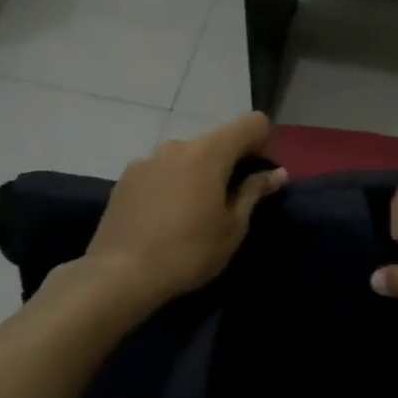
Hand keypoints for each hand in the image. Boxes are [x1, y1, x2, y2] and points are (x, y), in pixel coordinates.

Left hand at [84, 112, 287, 303]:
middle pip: (217, 141)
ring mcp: (147, 159)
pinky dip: (171, 184)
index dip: (264, 142)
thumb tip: (277, 172)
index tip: (258, 175)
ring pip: (186, 157)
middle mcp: (178, 145)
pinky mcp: (125, 178)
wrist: (119, 275)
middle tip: (229, 203)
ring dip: (197, 175)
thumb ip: (254, 192)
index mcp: (209, 152)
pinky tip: (163, 219)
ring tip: (191, 214)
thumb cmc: (188, 251)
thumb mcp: (232, 227)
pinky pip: (161, 171)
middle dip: (229, 163)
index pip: (252, 123)